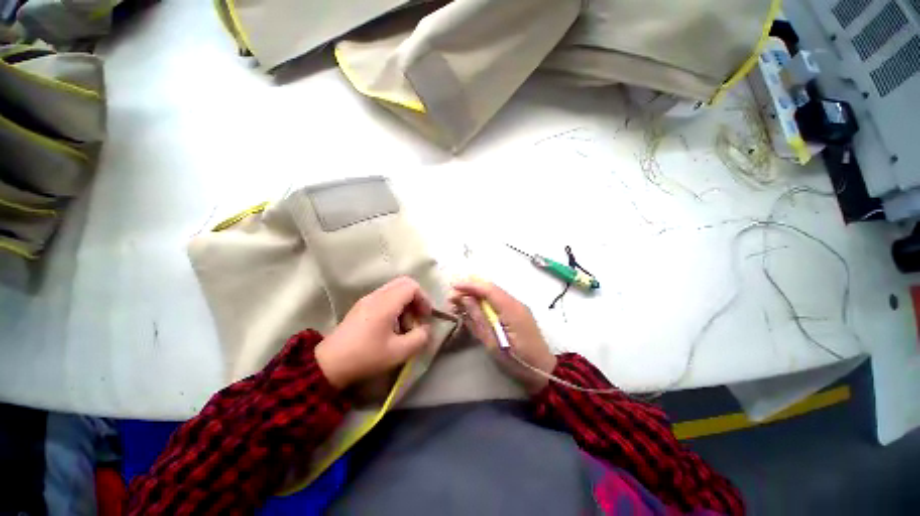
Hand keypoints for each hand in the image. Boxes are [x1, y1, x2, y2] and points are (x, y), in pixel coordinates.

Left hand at [316, 277, 432, 388]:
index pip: (411, 286)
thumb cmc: (365, 357)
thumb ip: (419, 338)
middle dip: (416, 298)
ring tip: (405, 325)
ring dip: (405, 303)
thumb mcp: (398, 352)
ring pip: (394, 289)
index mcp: (385, 303)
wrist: (328, 364)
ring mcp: (367, 299)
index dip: (423, 298)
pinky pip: (384, 297)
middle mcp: (376, 295)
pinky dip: (394, 306)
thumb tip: (426, 329)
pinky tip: (391, 326)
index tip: (425, 316)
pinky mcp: (361, 306)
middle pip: (403, 283)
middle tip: (418, 317)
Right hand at [449, 280, 556, 393]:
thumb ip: (479, 319)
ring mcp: (517, 307)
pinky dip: (483, 303)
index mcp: (512, 310)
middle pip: (490, 289)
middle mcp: (516, 303)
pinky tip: (472, 309)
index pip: (489, 289)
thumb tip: (466, 299)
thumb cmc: (517, 362)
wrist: (543, 371)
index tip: (453, 287)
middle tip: (452, 298)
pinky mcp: (516, 313)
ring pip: (493, 295)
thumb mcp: (494, 344)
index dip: (470, 285)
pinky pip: (497, 302)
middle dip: (470, 290)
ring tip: (458, 304)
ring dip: (475, 297)